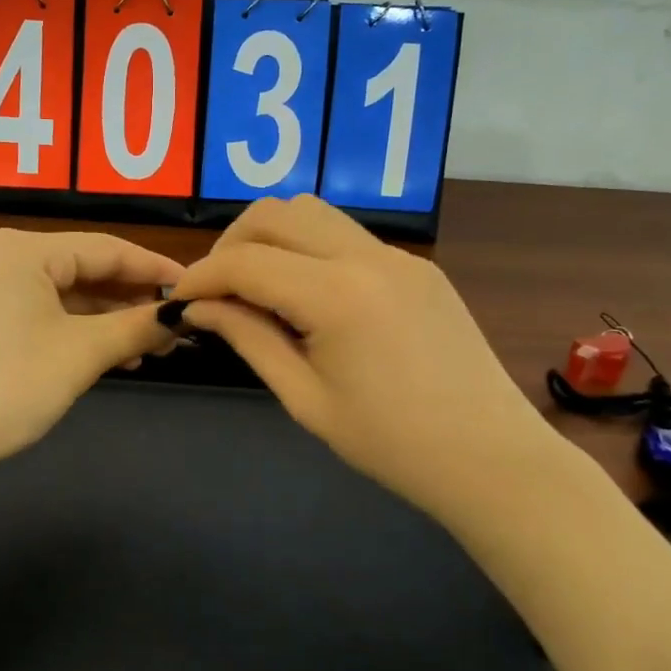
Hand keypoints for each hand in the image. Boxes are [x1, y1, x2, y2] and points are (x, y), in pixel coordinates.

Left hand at [0, 228, 183, 471]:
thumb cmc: (7, 384)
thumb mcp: (81, 353)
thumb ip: (136, 327)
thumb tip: (181, 315)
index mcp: (26, 249)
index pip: (108, 248)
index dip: (155, 268)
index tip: (197, 286)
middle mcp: (8, 258)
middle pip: (89, 270)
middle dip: (134, 299)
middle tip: (179, 326)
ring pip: (71, 296)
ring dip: (112, 321)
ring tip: (154, 348)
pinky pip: (50, 316)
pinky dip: (83, 333)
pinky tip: (115, 356)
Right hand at [169, 196, 559, 514]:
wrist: (491, 459)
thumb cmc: (391, 444)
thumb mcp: (304, 398)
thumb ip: (248, 338)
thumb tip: (198, 307)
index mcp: (336, 296)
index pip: (245, 262)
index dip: (200, 277)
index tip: (179, 302)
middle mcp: (368, 256)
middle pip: (274, 213)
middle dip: (231, 245)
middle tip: (217, 291)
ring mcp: (399, 256)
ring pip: (311, 212)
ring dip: (270, 237)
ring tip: (257, 287)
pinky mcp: (418, 266)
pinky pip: (347, 236)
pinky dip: (308, 249)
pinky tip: (307, 296)